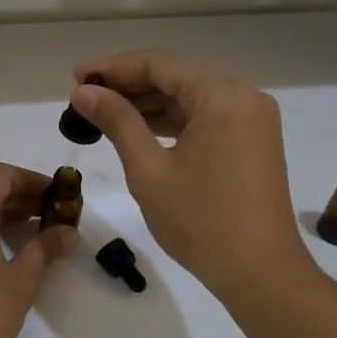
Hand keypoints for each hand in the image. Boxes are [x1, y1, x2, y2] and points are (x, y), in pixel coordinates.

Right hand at [68, 51, 313, 302]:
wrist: (260, 273)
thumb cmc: (201, 221)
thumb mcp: (149, 169)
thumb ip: (117, 122)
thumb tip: (84, 92)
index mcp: (222, 96)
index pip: (159, 64)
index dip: (113, 67)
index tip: (76, 79)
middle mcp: (243, 97)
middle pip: (176, 76)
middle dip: (128, 85)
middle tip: (84, 99)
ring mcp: (251, 120)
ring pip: (189, 98)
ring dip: (147, 104)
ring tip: (102, 114)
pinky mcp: (251, 142)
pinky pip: (204, 118)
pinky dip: (170, 122)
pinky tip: (137, 131)